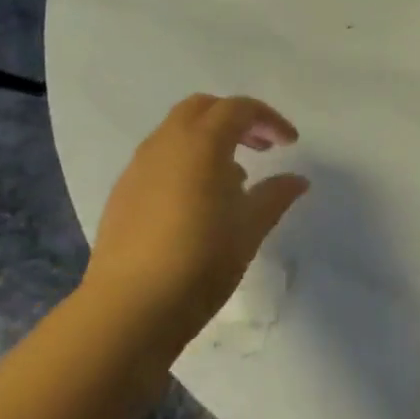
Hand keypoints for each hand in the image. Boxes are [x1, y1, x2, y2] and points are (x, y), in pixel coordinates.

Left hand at [86, 95, 309, 348]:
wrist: (127, 310)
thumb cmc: (200, 261)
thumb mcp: (250, 228)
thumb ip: (275, 195)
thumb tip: (297, 179)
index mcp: (201, 142)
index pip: (239, 108)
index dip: (269, 119)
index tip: (290, 144)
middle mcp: (166, 143)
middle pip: (203, 108)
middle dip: (235, 119)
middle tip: (260, 147)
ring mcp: (138, 167)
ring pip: (177, 132)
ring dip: (208, 140)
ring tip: (233, 178)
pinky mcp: (122, 194)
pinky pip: (159, 159)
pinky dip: (185, 162)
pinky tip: (197, 201)